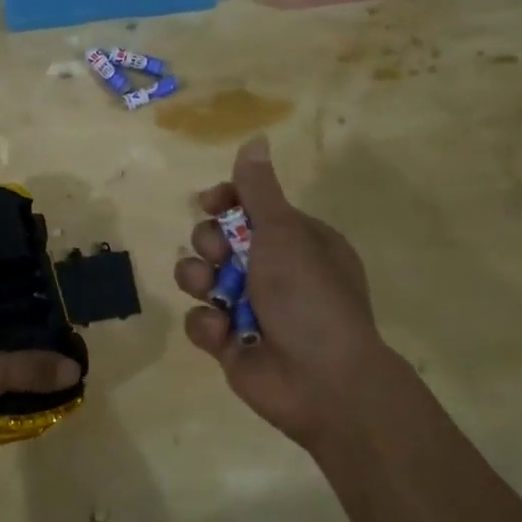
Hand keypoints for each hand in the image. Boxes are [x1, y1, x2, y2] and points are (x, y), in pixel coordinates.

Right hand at [173, 135, 389, 449]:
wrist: (323, 382)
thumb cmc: (309, 296)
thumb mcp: (285, 233)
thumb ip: (258, 190)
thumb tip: (256, 139)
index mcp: (296, 241)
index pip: (249, 207)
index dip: (224, 201)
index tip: (209, 203)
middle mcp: (273, 270)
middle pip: (217, 239)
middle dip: (209, 243)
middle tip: (220, 255)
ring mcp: (249, 307)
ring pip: (200, 277)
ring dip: (198, 279)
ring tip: (211, 291)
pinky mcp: (229, 341)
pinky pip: (200, 319)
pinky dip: (207, 323)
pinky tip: (223, 333)